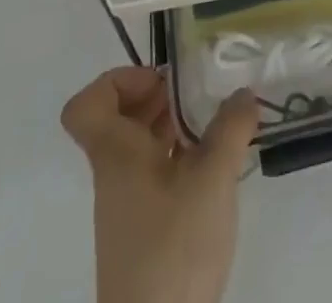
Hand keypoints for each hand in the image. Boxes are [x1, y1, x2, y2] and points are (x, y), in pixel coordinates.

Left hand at [61, 67, 257, 302]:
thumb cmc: (174, 248)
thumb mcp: (213, 178)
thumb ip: (231, 128)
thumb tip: (243, 94)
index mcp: (116, 154)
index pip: (88, 105)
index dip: (118, 81)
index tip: (160, 83)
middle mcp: (114, 174)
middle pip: (118, 118)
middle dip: (156, 97)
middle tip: (195, 94)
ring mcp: (127, 206)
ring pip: (138, 146)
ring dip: (170, 126)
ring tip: (212, 122)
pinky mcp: (144, 232)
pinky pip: (153, 174)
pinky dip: (178, 158)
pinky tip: (213, 164)